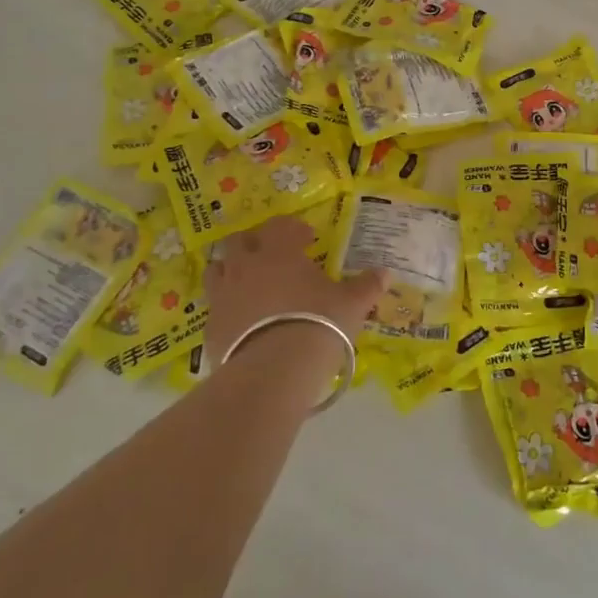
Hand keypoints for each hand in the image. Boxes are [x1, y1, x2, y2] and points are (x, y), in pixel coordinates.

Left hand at [203, 216, 385, 401]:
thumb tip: (386, 273)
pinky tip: (244, 322)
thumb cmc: (318, 324)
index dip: (293, 229)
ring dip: (233, 271)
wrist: (273, 371)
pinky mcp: (211, 327)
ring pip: (218, 270)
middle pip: (240, 241)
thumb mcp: (352, 305)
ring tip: (251, 284)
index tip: (306, 239)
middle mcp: (246, 266)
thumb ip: (367, 286)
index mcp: (279, 252)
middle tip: (273, 255)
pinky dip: (228, 308)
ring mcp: (223, 296)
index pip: (280, 226)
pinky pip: (216, 307)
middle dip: (255, 243)